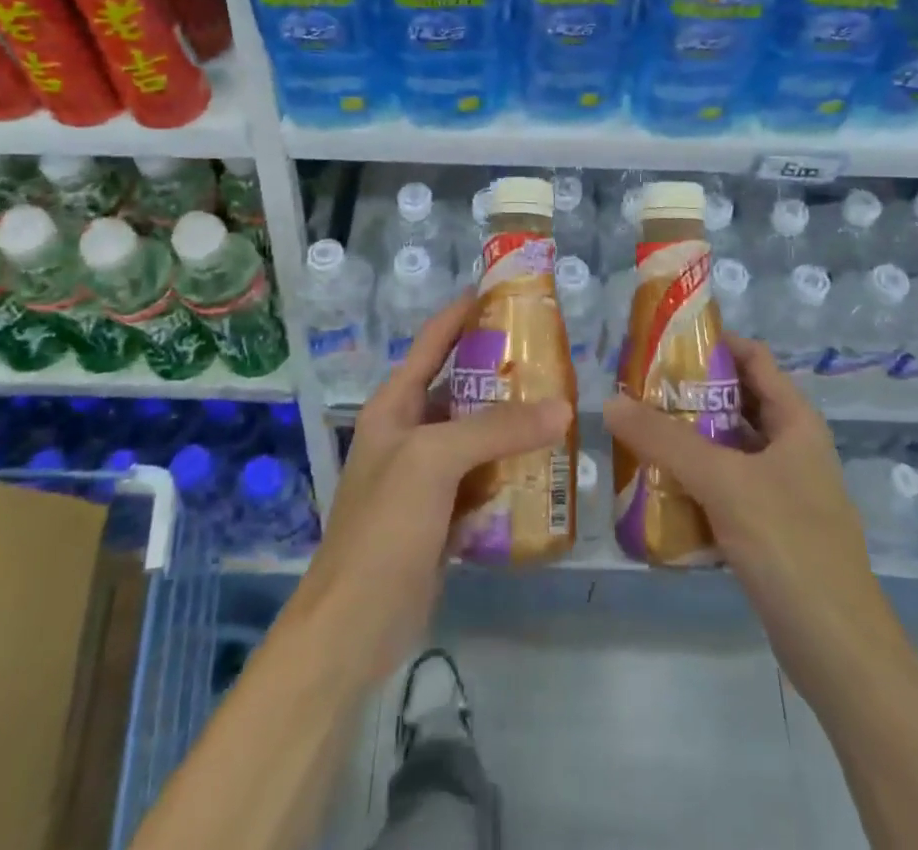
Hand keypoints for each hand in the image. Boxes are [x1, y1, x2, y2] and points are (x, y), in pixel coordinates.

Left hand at [293, 292, 571, 682]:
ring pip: (477, 435)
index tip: (507, 293)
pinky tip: (547, 469)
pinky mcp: (442, 515)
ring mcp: (425, 476)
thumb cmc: (384, 526)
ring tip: (562, 409)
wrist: (354, 625)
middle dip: (503, 373)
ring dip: (513, 425)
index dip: (465, 312)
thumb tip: (563, 408)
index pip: (433, 341)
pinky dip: (511, 471)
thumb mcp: (435, 461)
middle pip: (461, 388)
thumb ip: (497, 429)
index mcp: (395, 404)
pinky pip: (483, 479)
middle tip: (555, 358)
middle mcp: (409, 431)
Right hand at [602, 336, 880, 675]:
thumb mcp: (723, 482)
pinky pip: (724, 487)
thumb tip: (609, 401)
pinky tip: (655, 486)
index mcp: (795, 420)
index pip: (752, 358)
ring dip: (686, 439)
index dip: (711, 343)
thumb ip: (664, 440)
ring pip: (726, 447)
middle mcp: (790, 446)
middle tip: (635, 390)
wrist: (839, 652)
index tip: (660, 343)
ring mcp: (781, 489)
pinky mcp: (769, 527)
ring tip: (635, 432)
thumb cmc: (789, 545)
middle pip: (734, 401)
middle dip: (687, 394)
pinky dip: (693, 480)